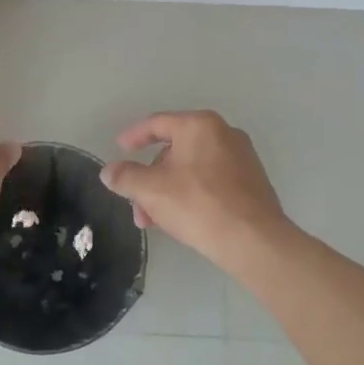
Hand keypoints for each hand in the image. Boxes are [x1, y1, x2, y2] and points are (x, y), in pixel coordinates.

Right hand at [101, 111, 290, 266]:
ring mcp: (242, 158)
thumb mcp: (151, 190)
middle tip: (136, 204)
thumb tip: (109, 171)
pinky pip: (212, 181)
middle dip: (150, 178)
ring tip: (155, 221)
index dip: (134, 136)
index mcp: (199, 125)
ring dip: (168, 191)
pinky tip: (181, 220)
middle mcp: (224, 133)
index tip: (119, 148)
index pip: (157, 123)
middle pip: (175, 150)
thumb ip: (126, 177)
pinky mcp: (252, 182)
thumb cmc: (198, 205)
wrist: (253, 240)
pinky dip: (191, 194)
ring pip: (192, 169)